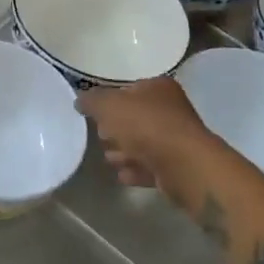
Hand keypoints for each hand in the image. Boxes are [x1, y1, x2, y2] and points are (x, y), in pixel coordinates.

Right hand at [76, 78, 233, 204]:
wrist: (183, 165)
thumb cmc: (145, 125)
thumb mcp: (108, 105)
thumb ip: (91, 100)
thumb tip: (80, 100)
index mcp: (159, 87)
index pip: (129, 89)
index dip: (110, 100)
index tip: (94, 114)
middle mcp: (171, 109)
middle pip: (136, 117)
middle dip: (116, 128)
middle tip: (101, 136)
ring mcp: (177, 139)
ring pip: (144, 143)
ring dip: (125, 151)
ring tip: (109, 159)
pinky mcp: (178, 166)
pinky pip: (151, 166)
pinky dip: (136, 169)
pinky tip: (122, 176)